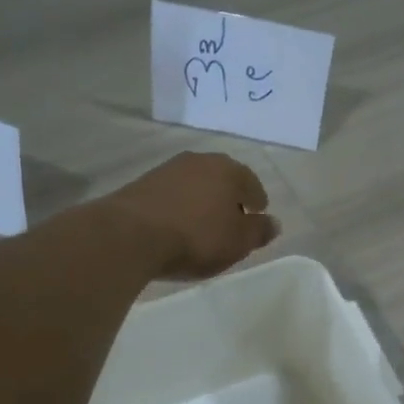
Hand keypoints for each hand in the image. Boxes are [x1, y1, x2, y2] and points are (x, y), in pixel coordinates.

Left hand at [103, 152, 279, 279]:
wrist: (130, 235)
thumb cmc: (196, 238)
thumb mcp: (237, 242)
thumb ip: (258, 231)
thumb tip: (273, 223)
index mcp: (228, 170)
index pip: (251, 183)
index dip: (257, 201)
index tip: (257, 215)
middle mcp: (199, 161)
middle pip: (222, 179)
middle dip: (229, 197)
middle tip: (232, 219)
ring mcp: (167, 169)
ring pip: (195, 184)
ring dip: (202, 200)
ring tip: (203, 224)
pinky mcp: (142, 184)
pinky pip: (172, 194)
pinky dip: (179, 206)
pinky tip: (177, 224)